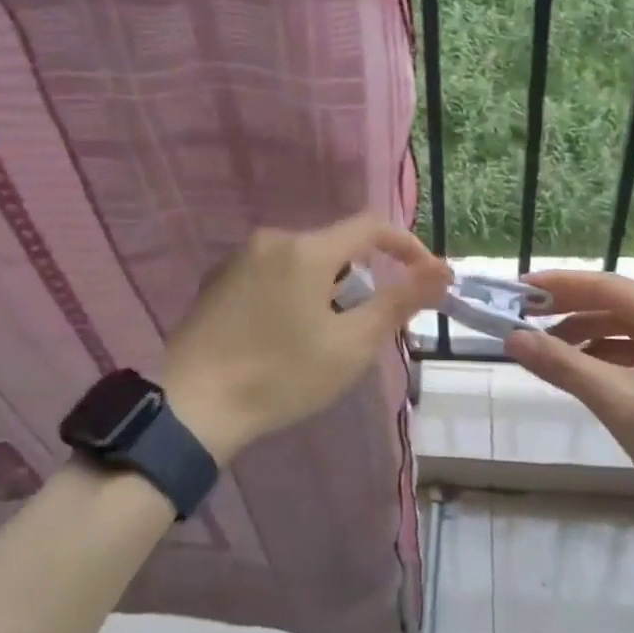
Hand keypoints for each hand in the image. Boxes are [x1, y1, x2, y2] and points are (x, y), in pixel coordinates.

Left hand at [161, 215, 452, 465]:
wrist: (191, 406)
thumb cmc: (281, 376)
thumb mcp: (351, 345)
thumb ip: (400, 301)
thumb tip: (442, 270)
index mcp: (308, 249)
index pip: (370, 226)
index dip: (404, 245)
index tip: (424, 275)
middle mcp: (273, 239)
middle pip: (334, 246)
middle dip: (359, 278)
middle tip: (363, 326)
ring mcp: (239, 257)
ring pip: (301, 260)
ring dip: (323, 287)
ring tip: (320, 337)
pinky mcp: (217, 279)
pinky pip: (271, 272)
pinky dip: (290, 291)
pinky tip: (279, 334)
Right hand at [505, 271, 633, 526]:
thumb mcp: (620, 404)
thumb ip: (564, 366)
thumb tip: (513, 339)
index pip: (607, 287)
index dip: (559, 285)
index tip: (519, 289)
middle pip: (617, 305)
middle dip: (569, 310)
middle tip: (524, 316)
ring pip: (627, 330)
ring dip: (586, 336)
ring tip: (547, 349)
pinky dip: (608, 357)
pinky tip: (584, 372)